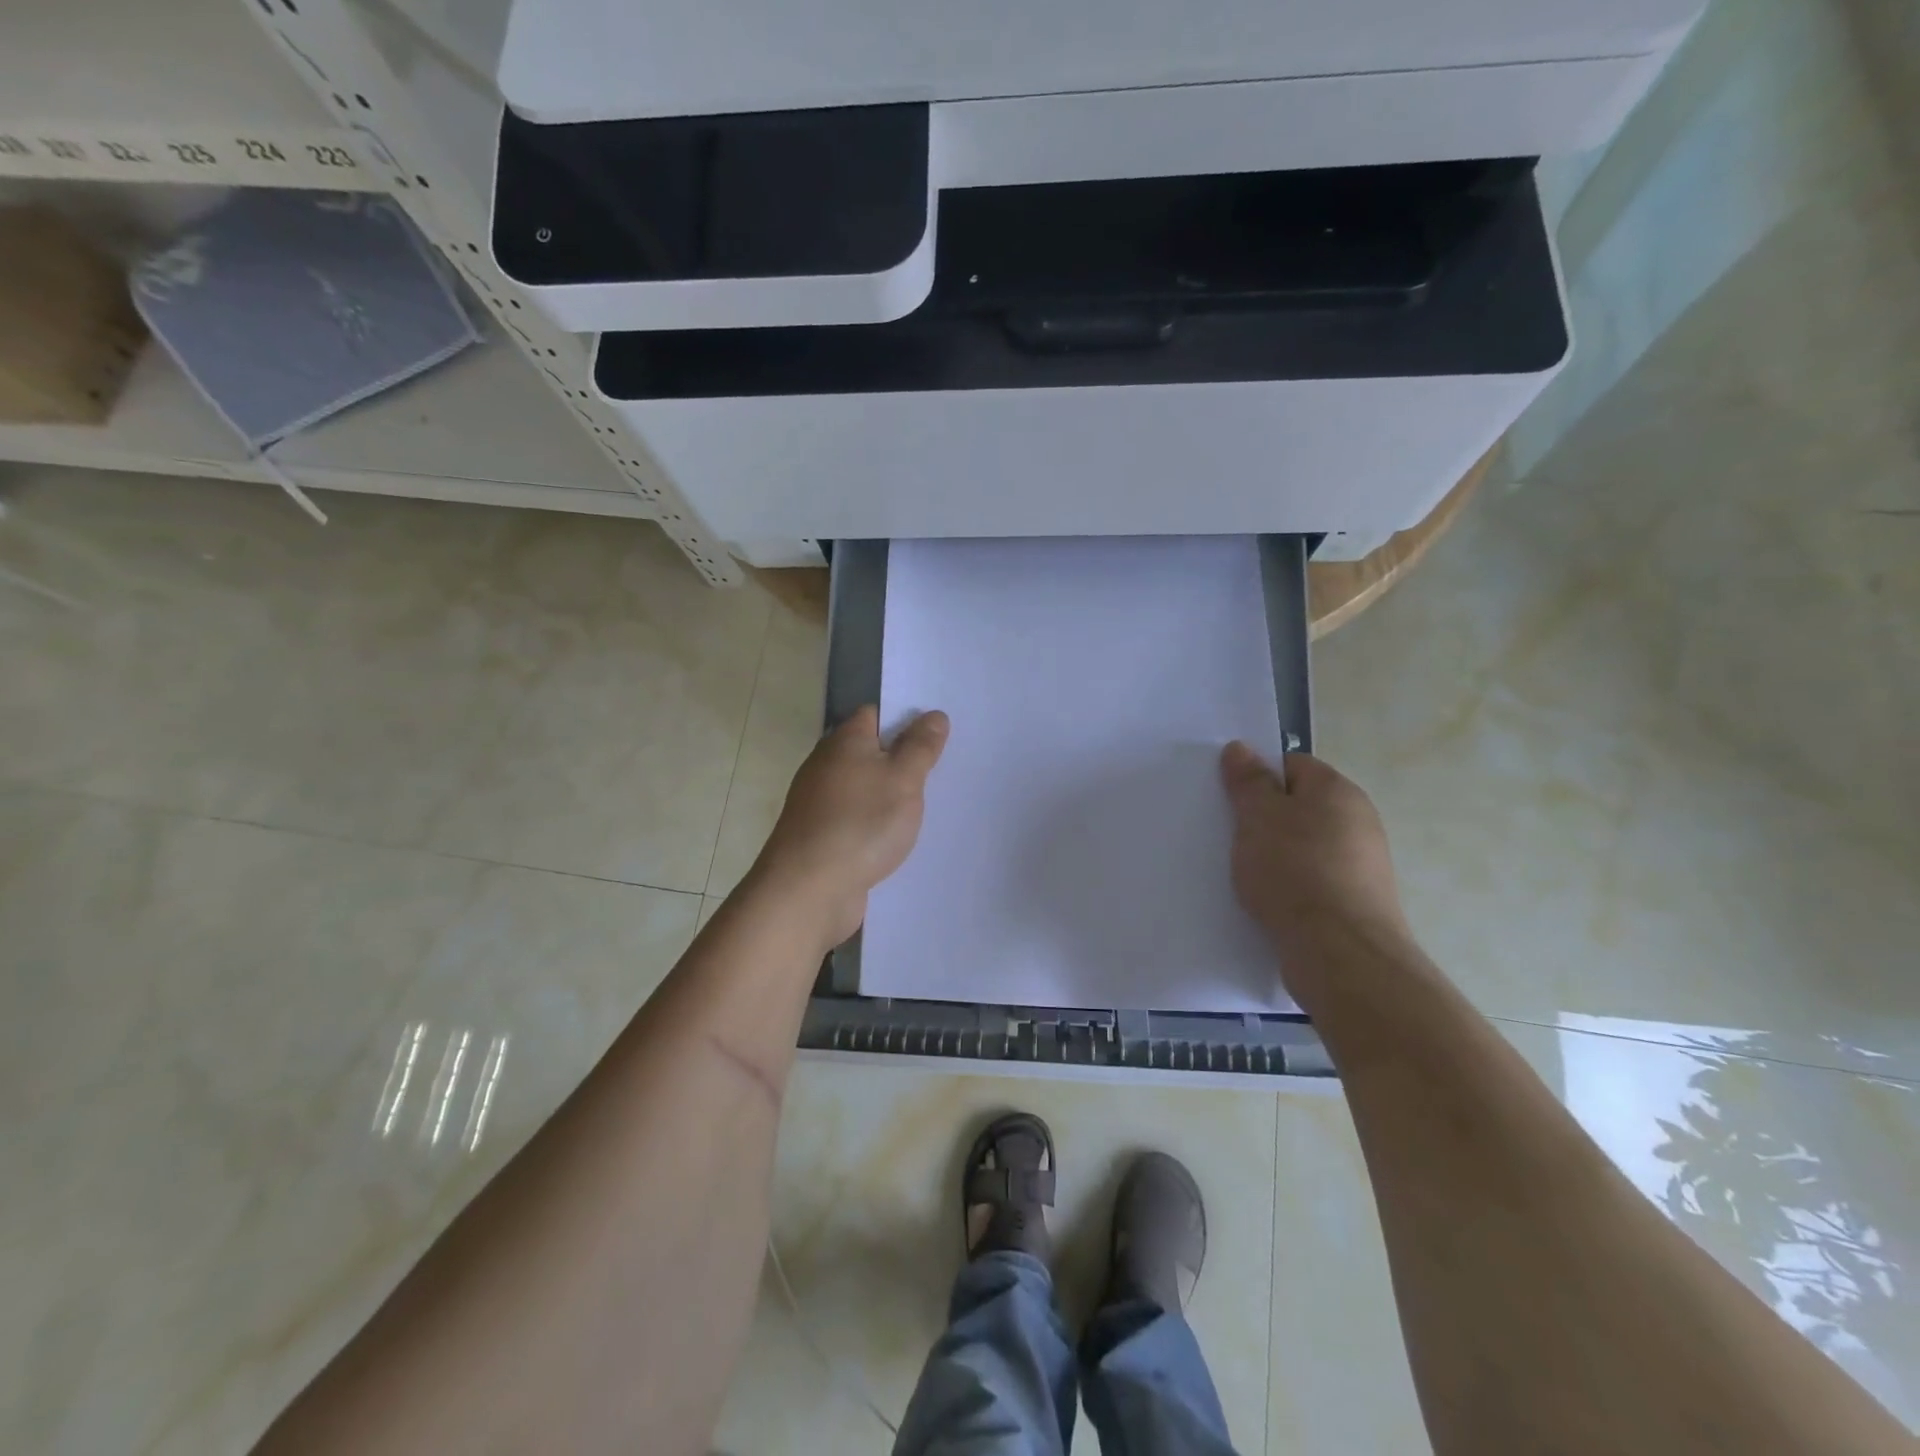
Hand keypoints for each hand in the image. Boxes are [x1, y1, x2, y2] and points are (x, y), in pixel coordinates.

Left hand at [755, 705, 949, 948]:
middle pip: (869, 753)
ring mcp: (819, 804)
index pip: (875, 715)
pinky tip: (898, 840)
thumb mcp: (903, 779)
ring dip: (890, 797)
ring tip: (930, 806)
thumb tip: (934, 715)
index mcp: (843, 742)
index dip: (905, 719)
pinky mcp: (821, 838)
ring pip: (864, 789)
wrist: (808, 890)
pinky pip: (856, 821)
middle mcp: (825, 766)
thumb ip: (921, 746)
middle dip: (902, 760)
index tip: (937, 734)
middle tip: (943, 770)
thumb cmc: (861, 824)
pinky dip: (876, 826)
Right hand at [1220, 743, 1411, 976]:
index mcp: (1338, 791)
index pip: (1292, 765)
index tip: (1232, 800)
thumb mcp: (1258, 817)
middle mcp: (1359, 821)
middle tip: (1233, 835)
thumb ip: (1248, 782)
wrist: (1340, 952)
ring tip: (1246, 873)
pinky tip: (1270, 901)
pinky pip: (1315, 881)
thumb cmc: (1294, 871)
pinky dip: (1292, 886)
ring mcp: (1363, 864)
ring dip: (1277, 855)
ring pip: (1306, 846)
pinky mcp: (1358, 902)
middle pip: (1301, 806)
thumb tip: (1241, 748)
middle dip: (1266, 819)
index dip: (1259, 778)